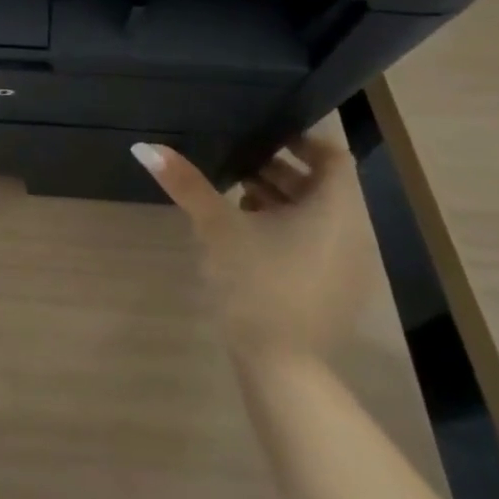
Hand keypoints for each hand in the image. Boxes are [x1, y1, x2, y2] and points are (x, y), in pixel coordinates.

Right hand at [132, 135, 372, 360]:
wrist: (281, 365)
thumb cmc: (254, 283)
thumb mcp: (216, 227)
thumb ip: (186, 183)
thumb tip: (144, 146)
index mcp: (335, 209)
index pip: (331, 154)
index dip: (300, 139)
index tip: (261, 134)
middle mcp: (354, 232)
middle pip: (324, 185)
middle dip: (281, 170)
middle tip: (237, 161)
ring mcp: (350, 265)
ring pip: (320, 216)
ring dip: (284, 200)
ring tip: (237, 196)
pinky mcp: (337, 290)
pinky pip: (319, 243)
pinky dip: (291, 229)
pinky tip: (250, 238)